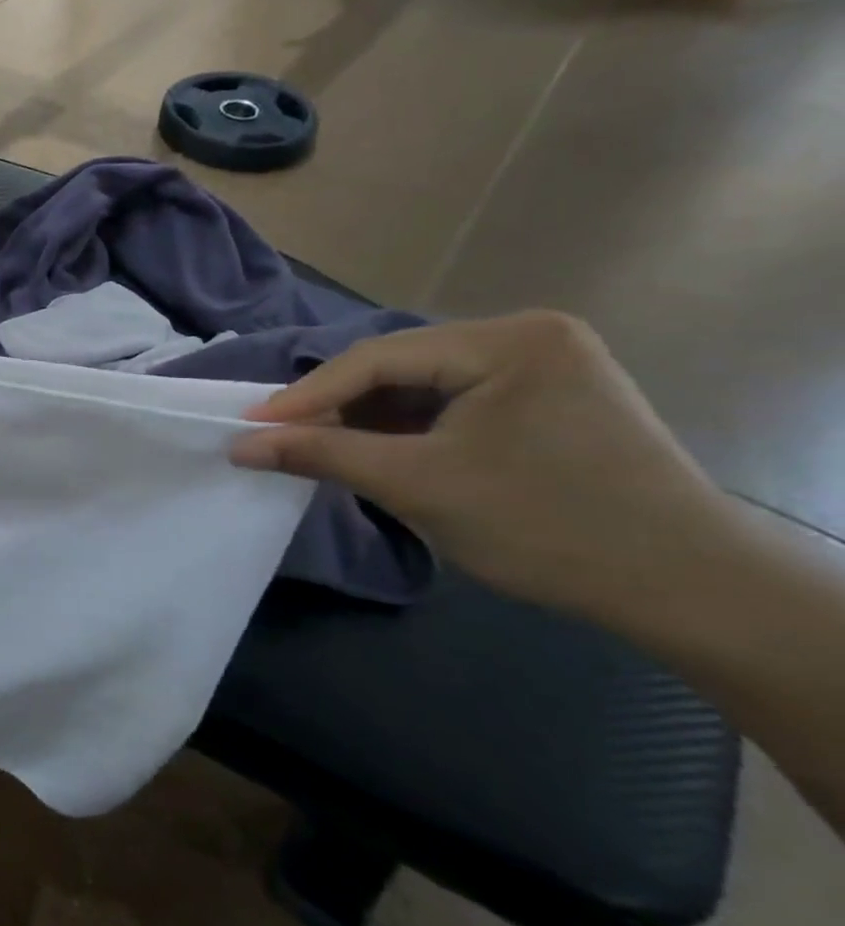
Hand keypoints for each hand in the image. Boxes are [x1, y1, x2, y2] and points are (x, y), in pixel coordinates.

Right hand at [229, 311, 744, 622]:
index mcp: (508, 340)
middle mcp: (527, 336)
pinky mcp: (545, 398)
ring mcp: (542, 365)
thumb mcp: (418, 486)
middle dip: (340, 407)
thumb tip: (240, 445)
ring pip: (422, 384)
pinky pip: (452, 402)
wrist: (685, 589)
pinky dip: (409, 428)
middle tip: (282, 439)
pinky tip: (381, 452)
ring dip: (371, 419)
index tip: (250, 425)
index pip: (379, 358)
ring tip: (324, 449)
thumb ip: (322, 455)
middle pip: (400, 366)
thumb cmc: (546, 527)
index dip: (307, 395)